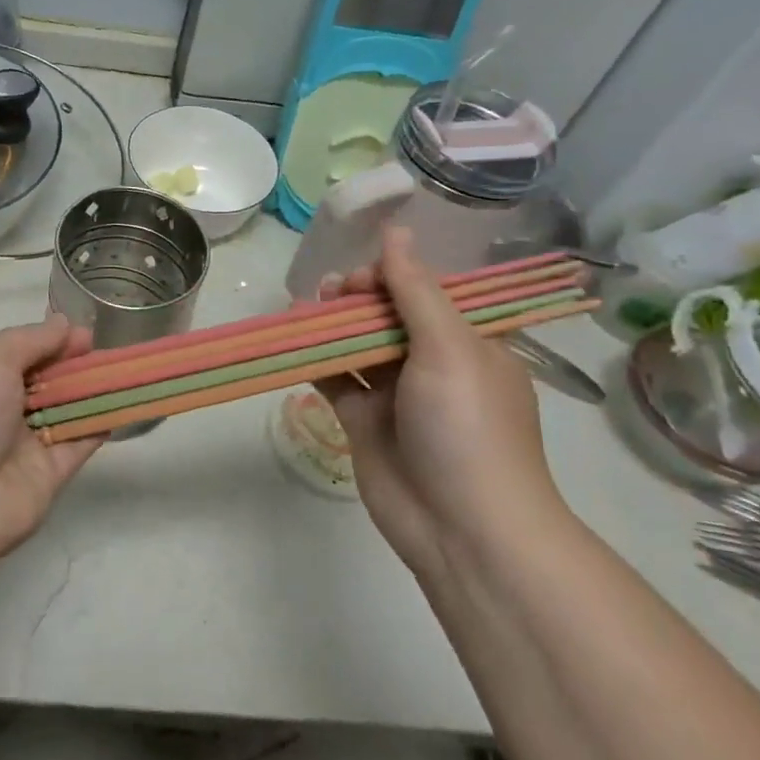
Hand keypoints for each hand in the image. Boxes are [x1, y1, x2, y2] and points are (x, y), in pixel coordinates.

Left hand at [0, 315, 103, 568]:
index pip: (17, 353)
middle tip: (106, 352)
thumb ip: (31, 339)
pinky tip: (125, 403)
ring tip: (125, 370)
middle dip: (74, 364)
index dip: (50, 342)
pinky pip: (79, 442)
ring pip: (65, 410)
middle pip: (43, 381)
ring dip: (92, 391)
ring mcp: (22, 445)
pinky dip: (101, 423)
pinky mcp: (48, 475)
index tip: (84, 335)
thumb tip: (64, 324)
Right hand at [318, 227, 557, 576]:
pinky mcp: (364, 422)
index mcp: (468, 342)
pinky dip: (315, 361)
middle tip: (327, 293)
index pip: (424, 292)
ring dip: (330, 325)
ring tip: (301, 310)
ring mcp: (396, 395)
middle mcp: (433, 364)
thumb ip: (415, 289)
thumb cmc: (467, 426)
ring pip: (357, 345)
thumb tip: (396, 230)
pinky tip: (291, 344)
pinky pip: (337, 380)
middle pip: (387, 315)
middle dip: (355, 299)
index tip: (360, 279)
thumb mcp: (449, 347)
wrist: (463, 529)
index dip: (390, 276)